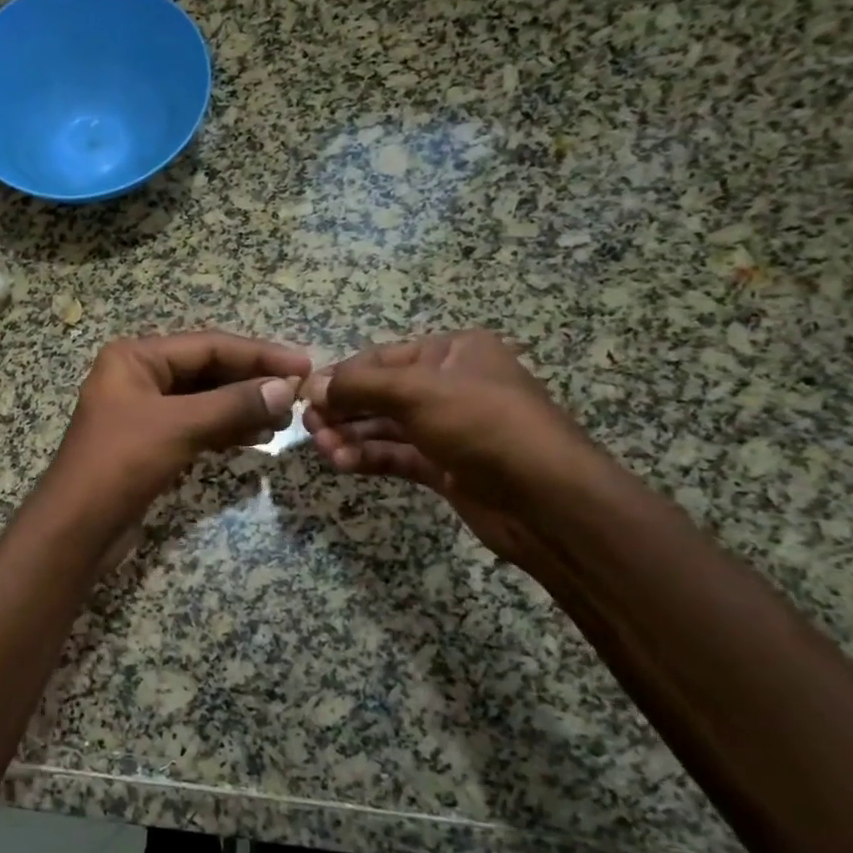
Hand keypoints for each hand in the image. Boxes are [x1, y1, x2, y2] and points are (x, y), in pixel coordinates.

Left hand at [50, 332, 311, 516]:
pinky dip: (225, 429)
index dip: (259, 354)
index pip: (208, 345)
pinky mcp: (150, 442)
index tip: (304, 365)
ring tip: (284, 420)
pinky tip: (257, 437)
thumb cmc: (120, 464)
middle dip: (251, 382)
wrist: (77, 527)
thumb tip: (286, 389)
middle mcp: (138, 376)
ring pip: (204, 400)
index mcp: (135, 357)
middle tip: (299, 395)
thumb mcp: (178, 426)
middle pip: (207, 370)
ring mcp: (143, 411)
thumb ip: (233, 404)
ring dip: (243, 407)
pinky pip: (196, 425)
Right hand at [302, 331, 596, 569]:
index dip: (341, 376)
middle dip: (343, 409)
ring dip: (350, 436)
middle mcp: (449, 385)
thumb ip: (360, 386)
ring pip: (384, 427)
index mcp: (452, 352)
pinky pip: (396, 455)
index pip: (381, 358)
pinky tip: (343, 464)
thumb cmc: (484, 425)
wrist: (547, 500)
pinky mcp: (444, 466)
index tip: (305, 396)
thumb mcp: (418, 392)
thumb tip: (313, 385)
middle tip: (309, 427)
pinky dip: (368, 458)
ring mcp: (447, 428)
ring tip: (324, 450)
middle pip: (379, 393)